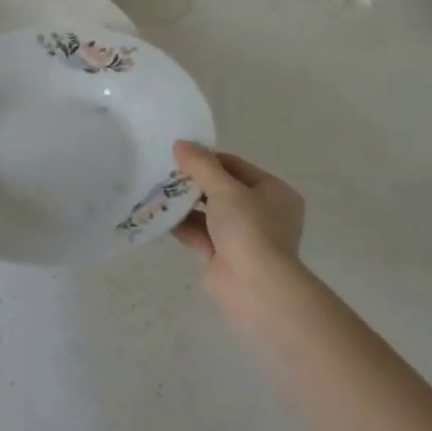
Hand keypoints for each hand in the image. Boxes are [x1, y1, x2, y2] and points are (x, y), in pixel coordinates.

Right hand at [172, 142, 308, 312]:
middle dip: (193, 183)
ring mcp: (243, 236)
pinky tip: (161, 216)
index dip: (207, 160)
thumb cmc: (249, 229)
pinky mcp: (224, 256)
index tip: (179, 157)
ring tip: (157, 192)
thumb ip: (201, 165)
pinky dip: (183, 226)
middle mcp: (262, 213)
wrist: (255, 287)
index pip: (235, 166)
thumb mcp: (224, 189)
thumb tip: (180, 143)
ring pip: (209, 213)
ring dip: (185, 204)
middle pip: (221, 189)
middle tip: (165, 174)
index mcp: (274, 192)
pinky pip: (201, 234)